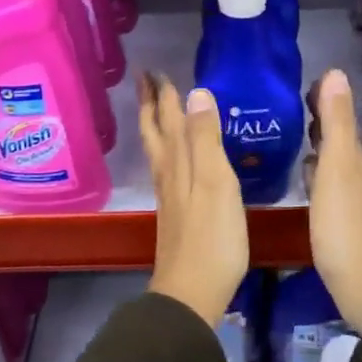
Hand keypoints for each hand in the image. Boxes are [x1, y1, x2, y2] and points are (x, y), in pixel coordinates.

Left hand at [140, 73, 247, 326]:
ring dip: (155, 126)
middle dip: (151, 106)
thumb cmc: (212, 237)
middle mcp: (168, 175)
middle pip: (155, 133)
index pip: (168, 119)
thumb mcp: (215, 182)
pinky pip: (167, 170)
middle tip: (146, 80)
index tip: (155, 70)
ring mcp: (170, 197)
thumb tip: (196, 92)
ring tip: (155, 110)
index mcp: (178, 163)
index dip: (163, 95)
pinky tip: (173, 160)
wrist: (192, 291)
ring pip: (158, 152)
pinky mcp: (177, 215)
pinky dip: (167, 153)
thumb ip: (206, 139)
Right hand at [305, 69, 361, 332]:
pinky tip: (302, 175)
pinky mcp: (339, 221)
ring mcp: (348, 199)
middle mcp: (354, 175)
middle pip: (337, 138)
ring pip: (332, 160)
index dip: (325, 98)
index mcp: (352, 159)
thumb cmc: (344, 227)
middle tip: (292, 102)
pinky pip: (325, 183)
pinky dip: (314, 170)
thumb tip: (336, 73)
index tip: (304, 81)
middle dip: (319, 118)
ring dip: (316, 144)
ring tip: (293, 132)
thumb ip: (336, 124)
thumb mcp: (337, 169)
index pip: (339, 118)